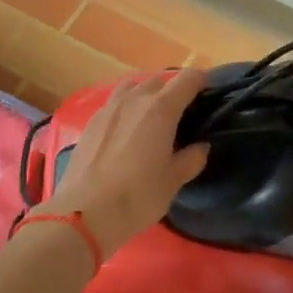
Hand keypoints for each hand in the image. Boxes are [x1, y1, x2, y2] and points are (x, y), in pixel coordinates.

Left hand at [46, 69, 211, 253]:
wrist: (84, 213)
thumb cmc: (138, 196)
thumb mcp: (174, 181)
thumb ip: (191, 159)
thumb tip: (200, 147)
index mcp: (161, 109)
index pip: (187, 79)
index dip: (201, 81)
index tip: (208, 92)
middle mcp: (134, 99)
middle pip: (158, 81)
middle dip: (173, 89)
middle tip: (181, 112)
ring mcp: (108, 108)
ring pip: (132, 87)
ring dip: (145, 94)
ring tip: (151, 115)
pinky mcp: (90, 122)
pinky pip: (114, 103)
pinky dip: (126, 108)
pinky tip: (126, 130)